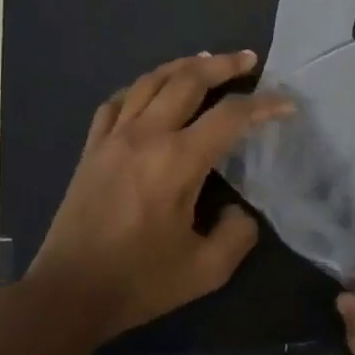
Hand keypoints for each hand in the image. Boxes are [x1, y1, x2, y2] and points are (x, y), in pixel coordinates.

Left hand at [25, 52, 291, 345]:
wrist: (67, 294)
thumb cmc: (138, 282)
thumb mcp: (206, 270)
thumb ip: (238, 234)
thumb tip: (240, 210)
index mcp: (178, 161)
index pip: (230, 116)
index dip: (264, 104)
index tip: (287, 104)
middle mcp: (146, 136)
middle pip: (188, 79)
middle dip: (224, 65)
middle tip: (248, 60)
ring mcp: (113, 137)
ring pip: (151, 81)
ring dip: (183, 65)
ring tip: (207, 61)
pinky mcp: (92, 148)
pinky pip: (119, 101)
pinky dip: (142, 87)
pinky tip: (153, 90)